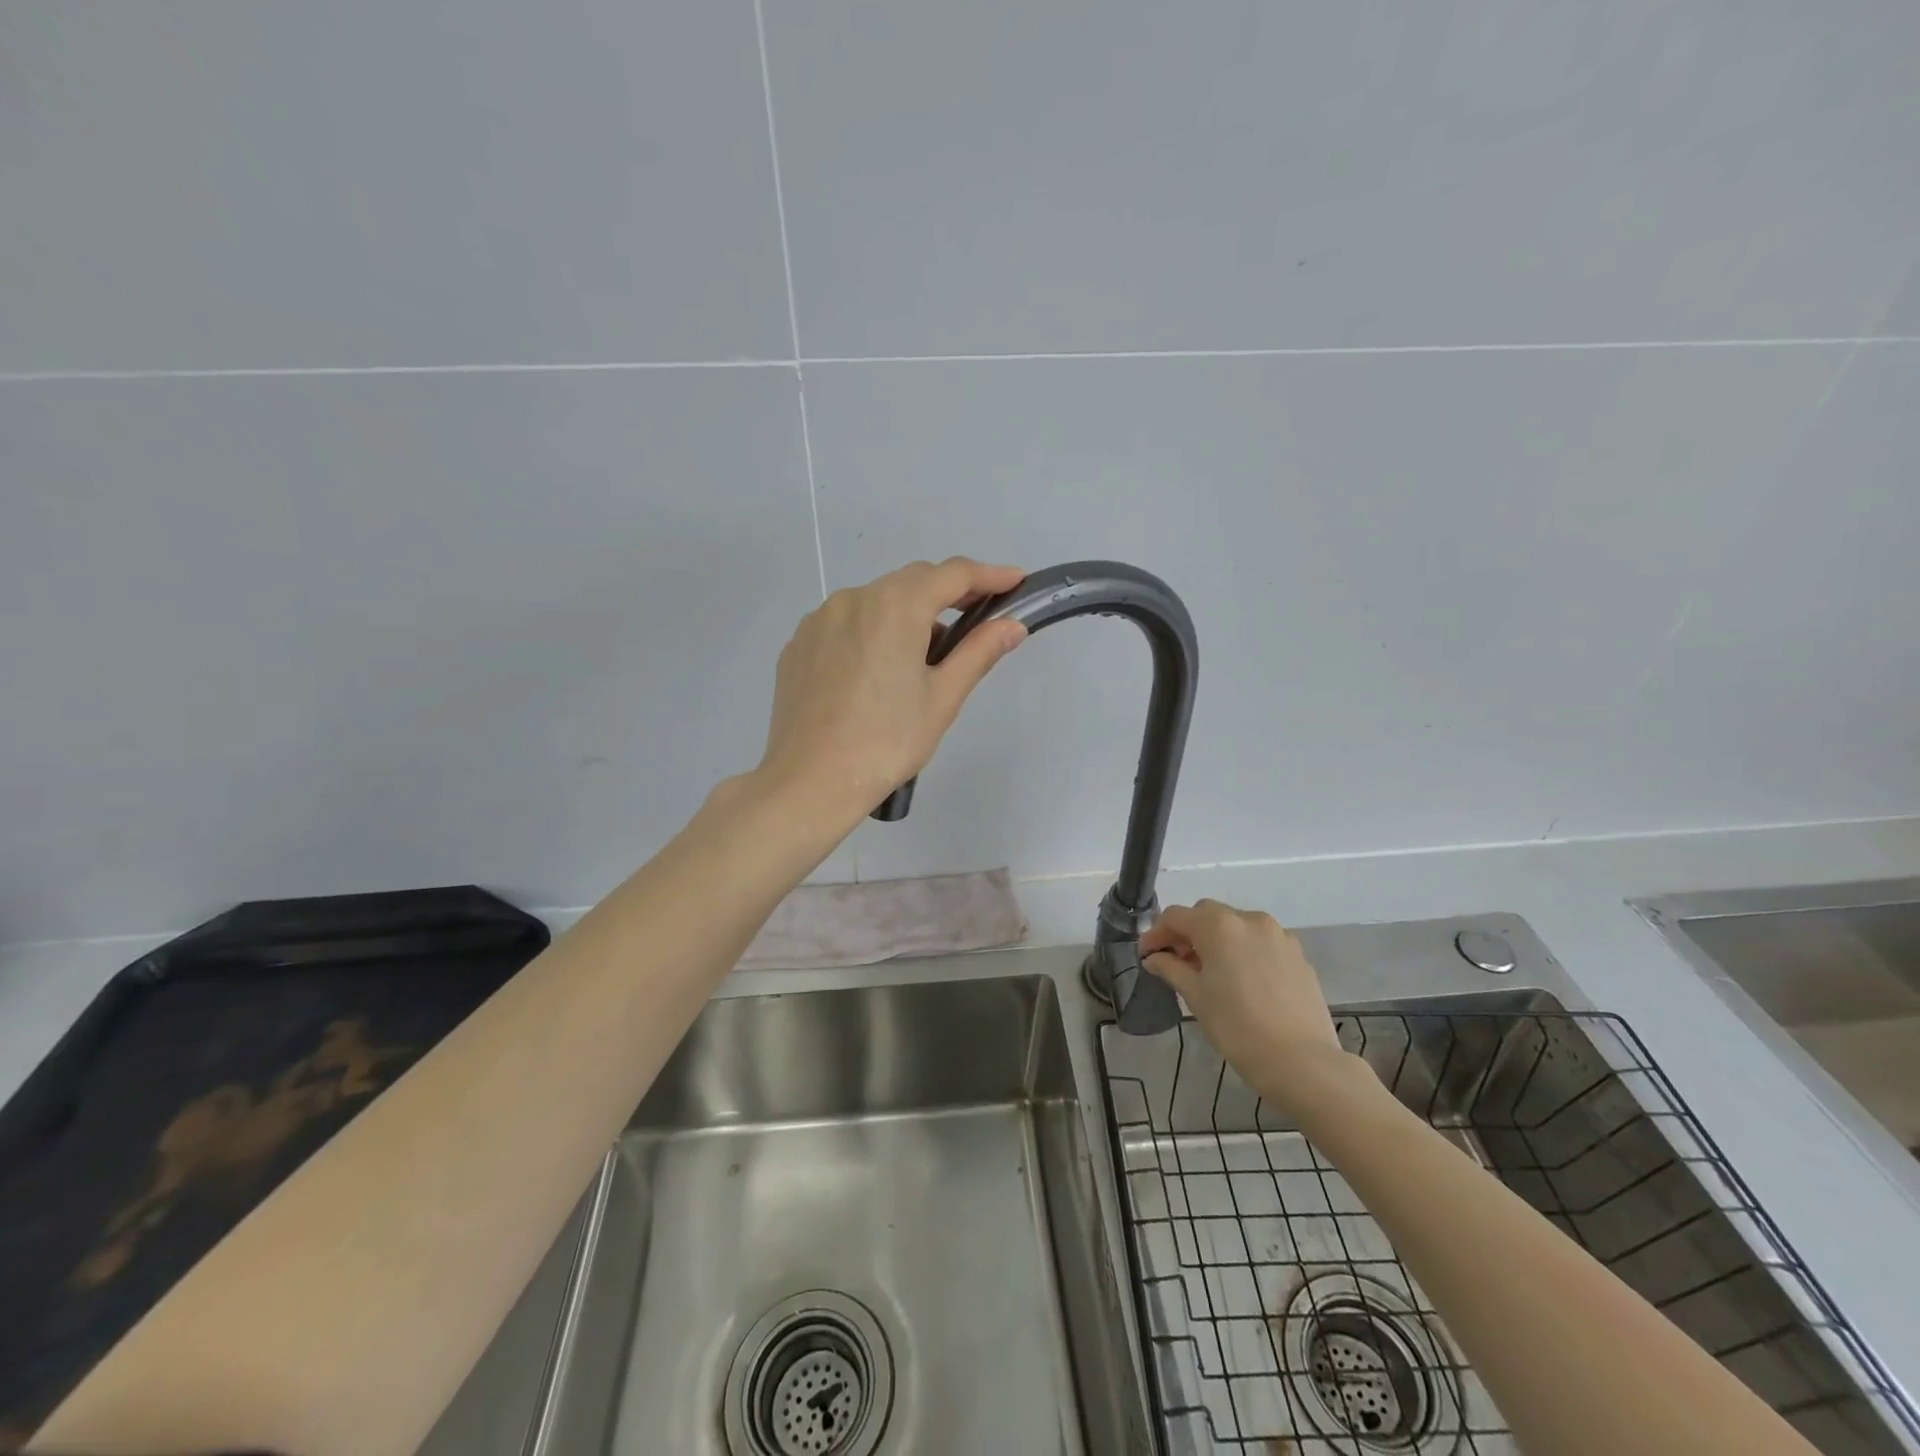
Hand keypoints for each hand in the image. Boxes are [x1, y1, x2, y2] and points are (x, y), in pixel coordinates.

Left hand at [756, 558, 1027, 825]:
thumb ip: (978, 652)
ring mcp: (818, 620)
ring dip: (907, 615)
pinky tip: (877, 672)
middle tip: (978, 619)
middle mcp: (853, 599)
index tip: (1015, 581)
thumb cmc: (886, 742)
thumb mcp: (942, 699)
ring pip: (875, 602)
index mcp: (894, 607)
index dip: (989, 575)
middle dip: (948, 593)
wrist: (810, 782)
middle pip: (911, 582)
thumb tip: (1012, 625)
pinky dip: (871, 632)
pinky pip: (845, 624)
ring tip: (924, 660)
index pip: (952, 574)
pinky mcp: (798, 644)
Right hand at [1140, 900, 1347, 1107]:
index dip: (1156, 934)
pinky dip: (1243, 951)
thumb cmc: (1237, 1027)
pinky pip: (1260, 942)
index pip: (1176, 916)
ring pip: (1236, 926)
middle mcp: (1249, 919)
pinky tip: (1241, 980)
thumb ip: (1171, 968)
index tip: (1146, 956)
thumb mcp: (1195, 996)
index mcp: (1218, 925)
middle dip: (1187, 933)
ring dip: (1216, 940)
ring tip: (1209, 971)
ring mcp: (1278, 935)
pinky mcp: (1298, 954)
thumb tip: (1154, 958)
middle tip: (1175, 961)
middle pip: (1206, 914)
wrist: (1302, 1062)